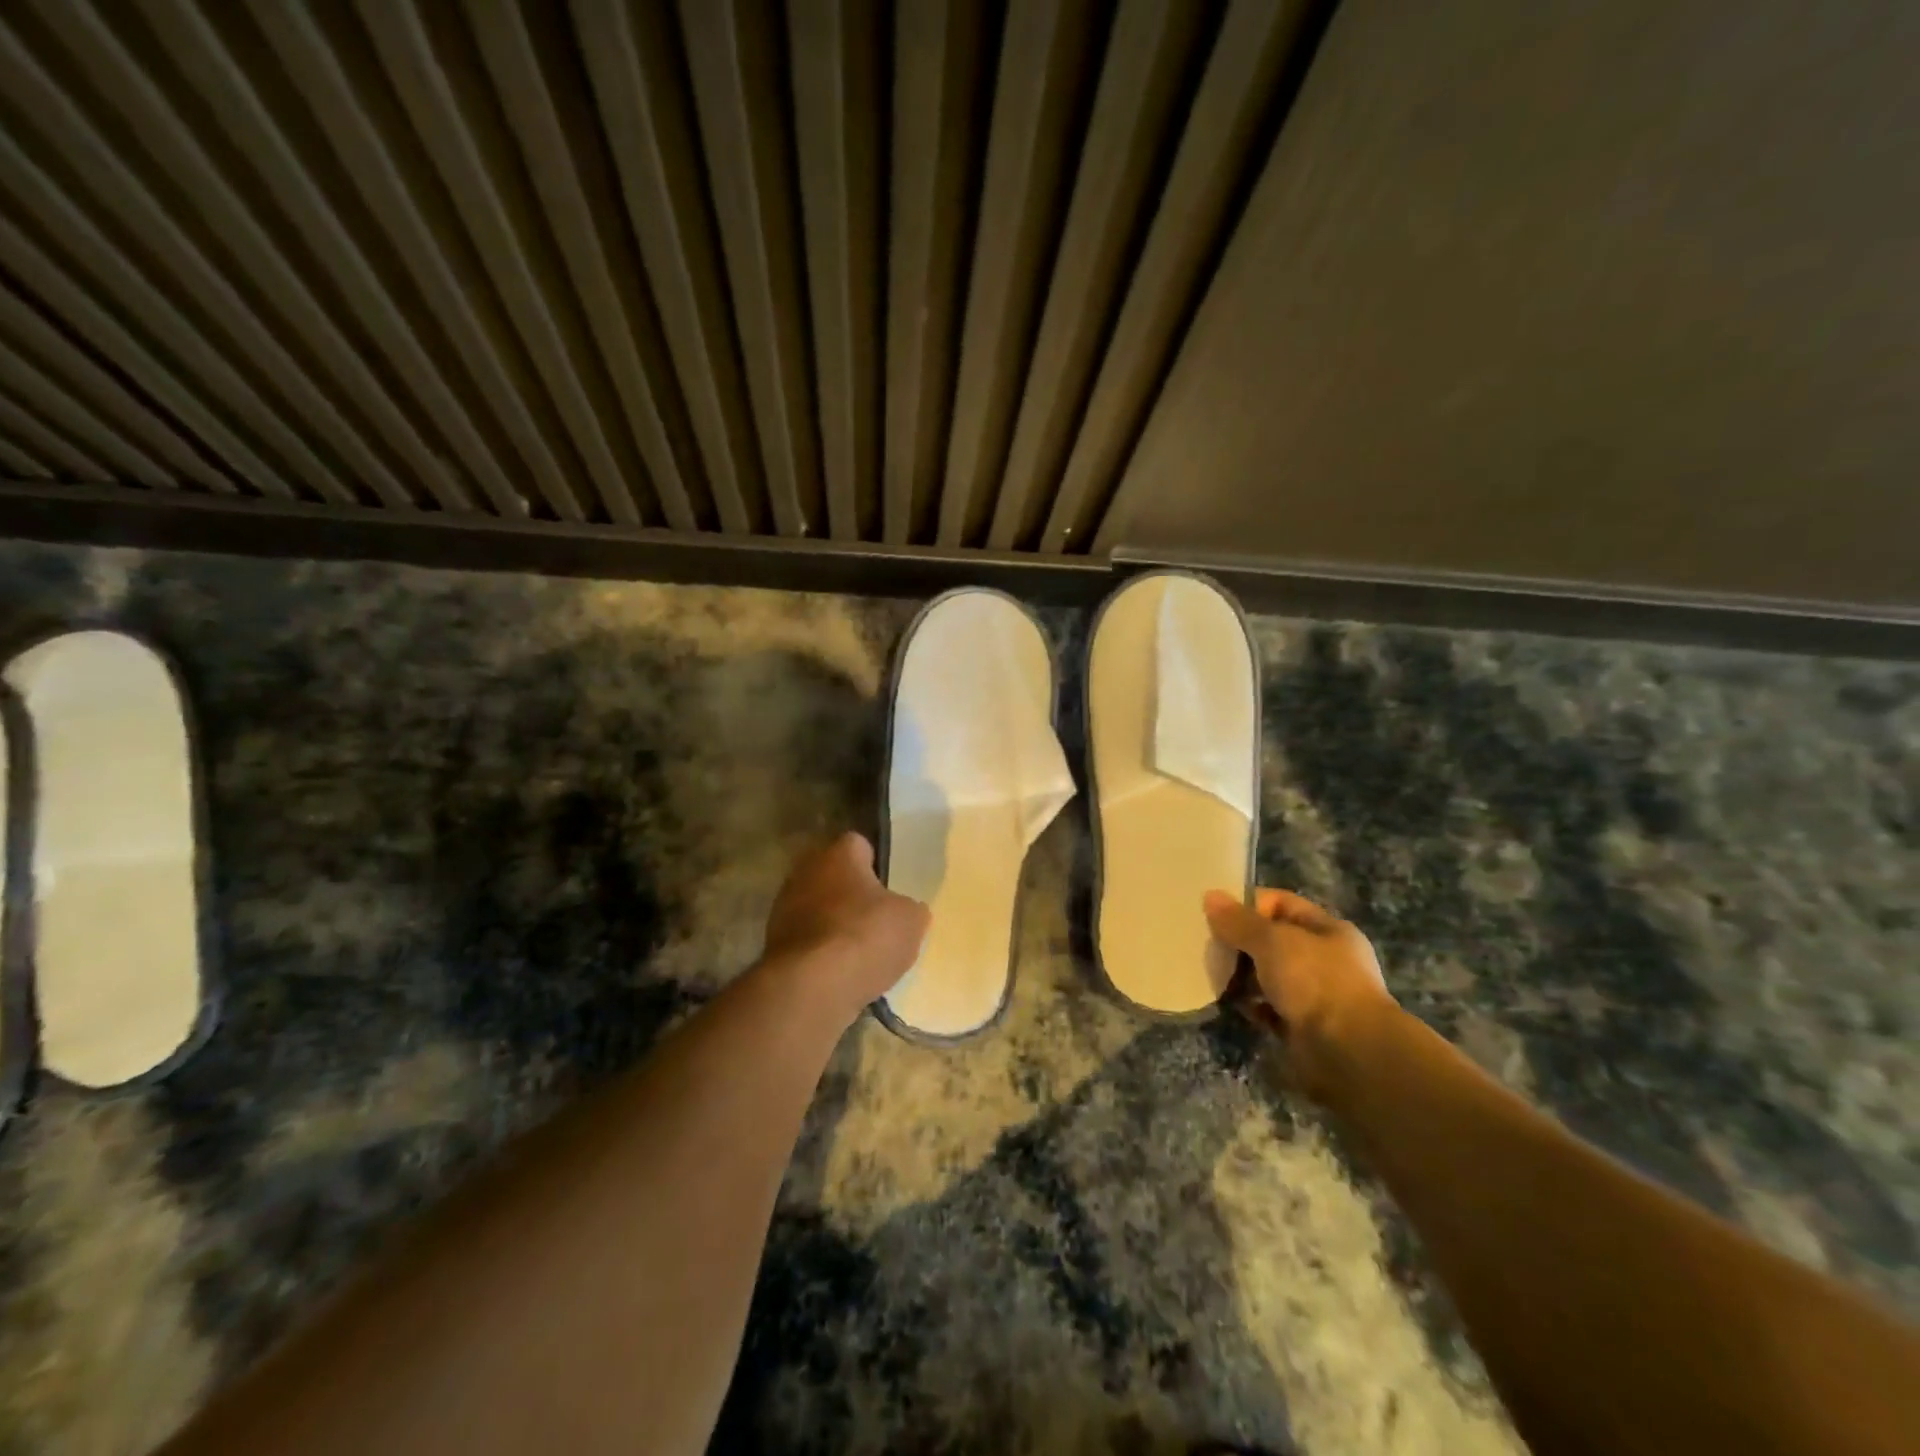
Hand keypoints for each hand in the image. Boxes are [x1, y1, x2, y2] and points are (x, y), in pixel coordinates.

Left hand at [762, 833, 928, 1023]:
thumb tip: (905, 911)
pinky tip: (840, 972)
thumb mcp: (911, 920)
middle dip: (851, 894)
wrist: (811, 987)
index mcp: (838, 853)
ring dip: (834, 924)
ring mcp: (783, 908)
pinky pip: (807, 941)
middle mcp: (805, 871)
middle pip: (834, 877)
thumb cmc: (865, 936)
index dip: (875, 863)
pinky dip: (820, 952)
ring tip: (860, 951)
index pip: (858, 844)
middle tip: (877, 918)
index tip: (888, 885)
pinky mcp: (773, 945)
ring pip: (817, 909)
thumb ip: (909, 909)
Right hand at [1203, 887, 1397, 1095]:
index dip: (1249, 905)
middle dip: (1240, 942)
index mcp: (1327, 930)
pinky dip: (1250, 1005)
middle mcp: (1324, 959)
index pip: (1281, 904)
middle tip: (1208, 946)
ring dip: (1242, 975)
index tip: (1216, 915)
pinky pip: (1269, 1008)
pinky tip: (1229, 1003)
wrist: (1349, 1052)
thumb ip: (1239, 921)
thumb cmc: (1315, 982)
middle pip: (1272, 940)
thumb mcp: (1272, 940)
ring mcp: (1316, 995)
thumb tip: (1210, 896)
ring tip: (1212, 973)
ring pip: (1269, 975)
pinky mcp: (1303, 1027)